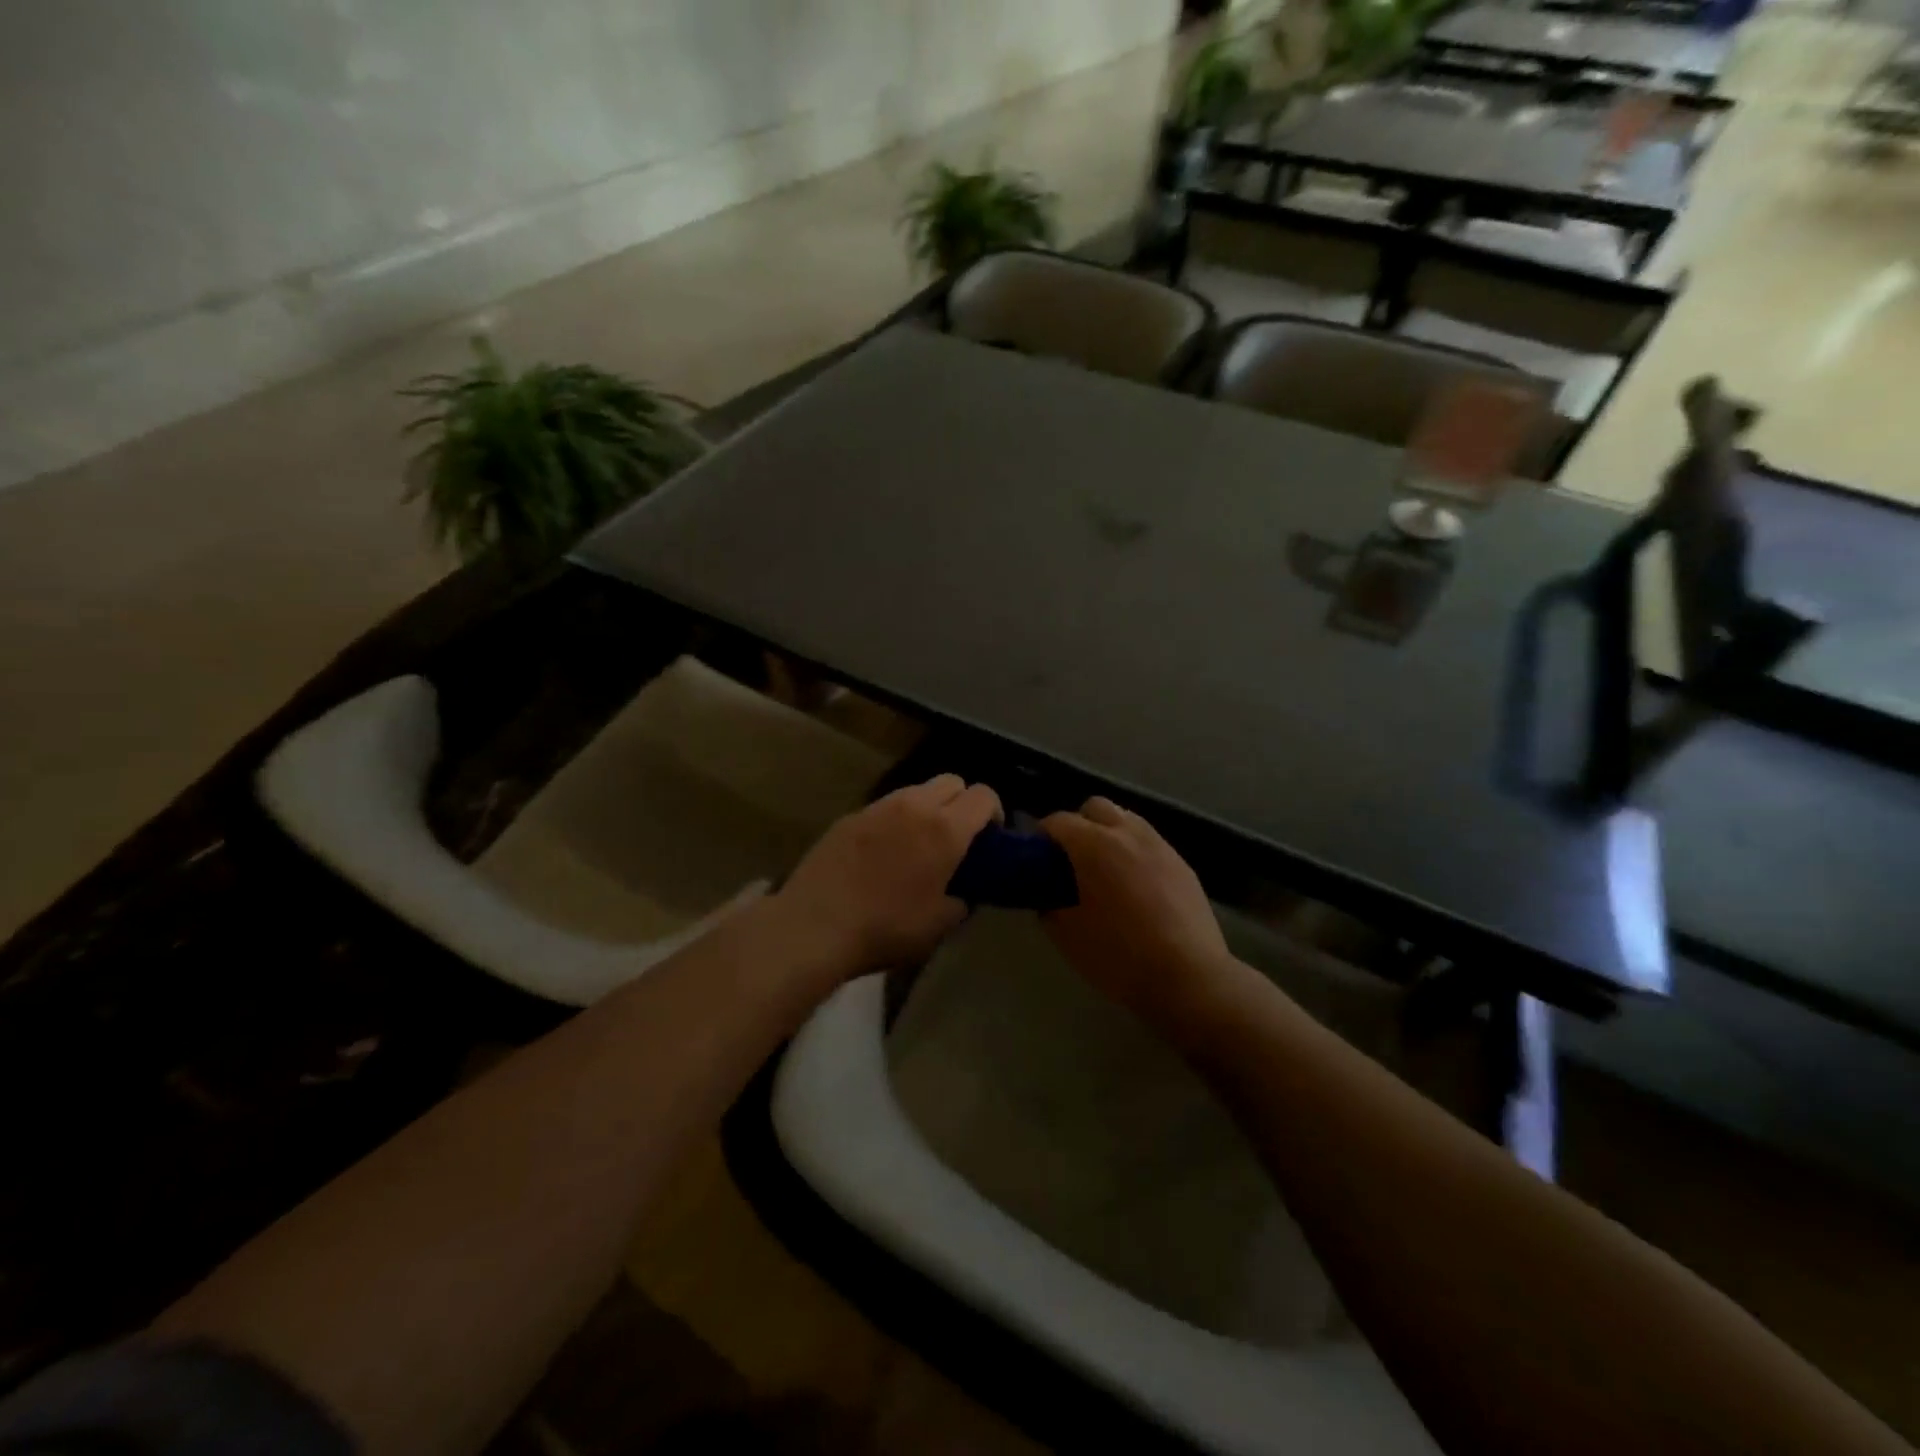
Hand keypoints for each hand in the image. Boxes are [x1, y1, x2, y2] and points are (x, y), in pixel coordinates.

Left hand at [775, 775, 1002, 976]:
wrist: (815, 925)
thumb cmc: (886, 928)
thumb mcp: (939, 926)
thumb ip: (962, 900)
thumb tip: (963, 891)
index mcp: (945, 829)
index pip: (983, 795)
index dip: (994, 812)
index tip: (990, 837)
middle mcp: (914, 806)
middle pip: (952, 781)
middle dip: (962, 803)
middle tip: (957, 838)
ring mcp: (878, 807)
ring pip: (916, 790)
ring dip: (928, 808)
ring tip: (919, 844)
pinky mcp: (850, 816)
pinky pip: (885, 807)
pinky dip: (896, 820)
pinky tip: (883, 853)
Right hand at [1041, 798, 1235, 1031]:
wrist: (1188, 976)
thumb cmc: (1118, 955)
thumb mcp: (1066, 935)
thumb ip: (1048, 904)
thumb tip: (1047, 894)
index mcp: (1093, 845)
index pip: (1057, 821)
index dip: (1041, 837)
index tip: (1036, 859)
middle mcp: (1126, 833)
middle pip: (1095, 807)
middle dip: (1078, 824)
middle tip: (1071, 860)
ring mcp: (1159, 845)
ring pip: (1126, 819)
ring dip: (1108, 834)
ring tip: (1104, 870)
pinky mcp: (1182, 863)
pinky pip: (1149, 842)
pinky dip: (1134, 852)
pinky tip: (1134, 886)